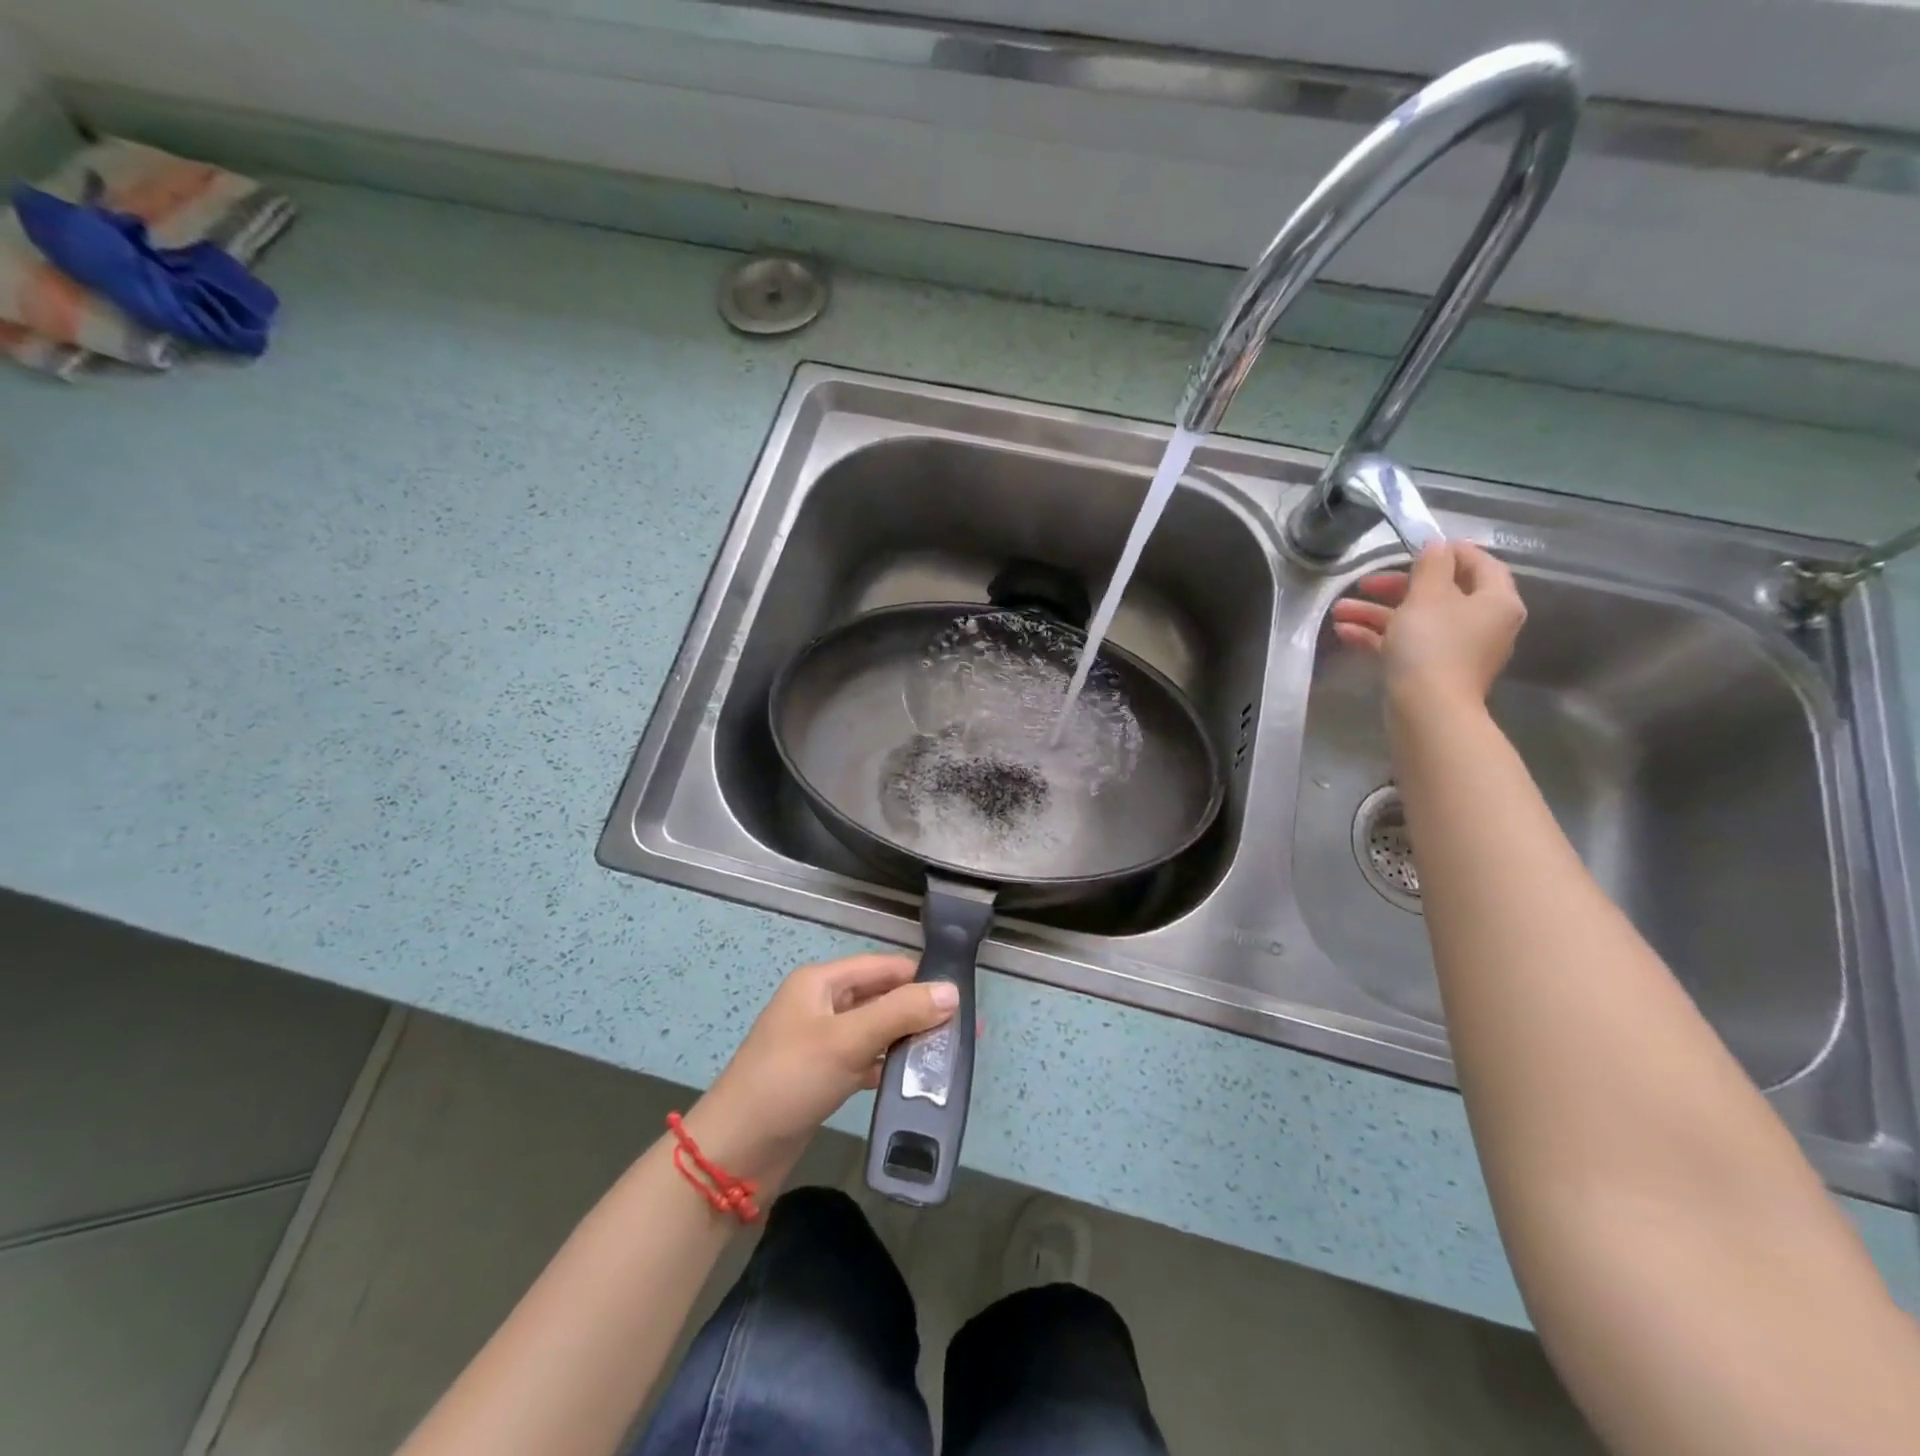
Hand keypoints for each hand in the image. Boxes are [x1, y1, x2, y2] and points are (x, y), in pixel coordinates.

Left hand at [685, 954, 957, 1185]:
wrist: (735, 1152)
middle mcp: (822, 1004)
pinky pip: (865, 1058)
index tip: (964, 997)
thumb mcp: (848, 1040)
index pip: (883, 967)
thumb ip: (901, 1013)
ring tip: (948, 1056)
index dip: (921, 978)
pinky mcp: (823, 1074)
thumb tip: (952, 991)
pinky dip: (889, 1065)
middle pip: (881, 997)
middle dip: (919, 1011)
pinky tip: (915, 1080)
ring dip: (907, 1039)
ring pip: (876, 1029)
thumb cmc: (790, 1080)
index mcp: (822, 982)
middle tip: (963, 1032)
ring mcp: (821, 1040)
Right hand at [1330, 541, 1525, 708]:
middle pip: (1440, 594)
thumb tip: (1437, 545)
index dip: (1450, 551)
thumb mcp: (1427, 596)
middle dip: (1395, 587)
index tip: (1417, 545)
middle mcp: (1482, 624)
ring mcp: (1457, 650)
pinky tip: (1345, 632)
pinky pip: (1406, 644)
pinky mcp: (1432, 671)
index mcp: (1494, 601)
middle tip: (1364, 583)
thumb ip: (1431, 565)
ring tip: (1340, 610)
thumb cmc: (1432, 645)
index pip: (1480, 564)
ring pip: (1415, 620)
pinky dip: (1379, 636)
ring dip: (1377, 613)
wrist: (1427, 710)